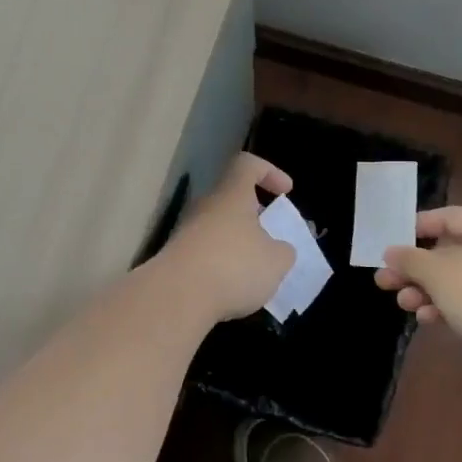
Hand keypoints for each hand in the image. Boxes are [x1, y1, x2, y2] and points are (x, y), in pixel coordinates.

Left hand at [157, 153, 295, 321]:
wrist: (176, 296)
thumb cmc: (233, 267)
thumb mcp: (276, 261)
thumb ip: (283, 251)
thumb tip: (279, 249)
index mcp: (231, 195)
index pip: (247, 165)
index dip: (269, 172)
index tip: (285, 192)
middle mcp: (205, 206)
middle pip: (231, 199)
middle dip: (253, 216)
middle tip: (272, 238)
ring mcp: (186, 232)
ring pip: (218, 228)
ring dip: (237, 244)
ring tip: (256, 271)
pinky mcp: (175, 258)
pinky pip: (205, 253)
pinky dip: (221, 265)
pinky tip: (232, 289)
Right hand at [374, 206, 461, 357]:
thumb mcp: (437, 272)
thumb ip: (410, 259)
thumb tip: (391, 252)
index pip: (449, 217)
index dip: (417, 227)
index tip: (392, 242)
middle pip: (450, 252)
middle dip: (415, 269)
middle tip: (385, 280)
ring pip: (457, 280)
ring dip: (426, 291)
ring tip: (403, 303)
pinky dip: (447, 306)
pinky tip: (427, 319)